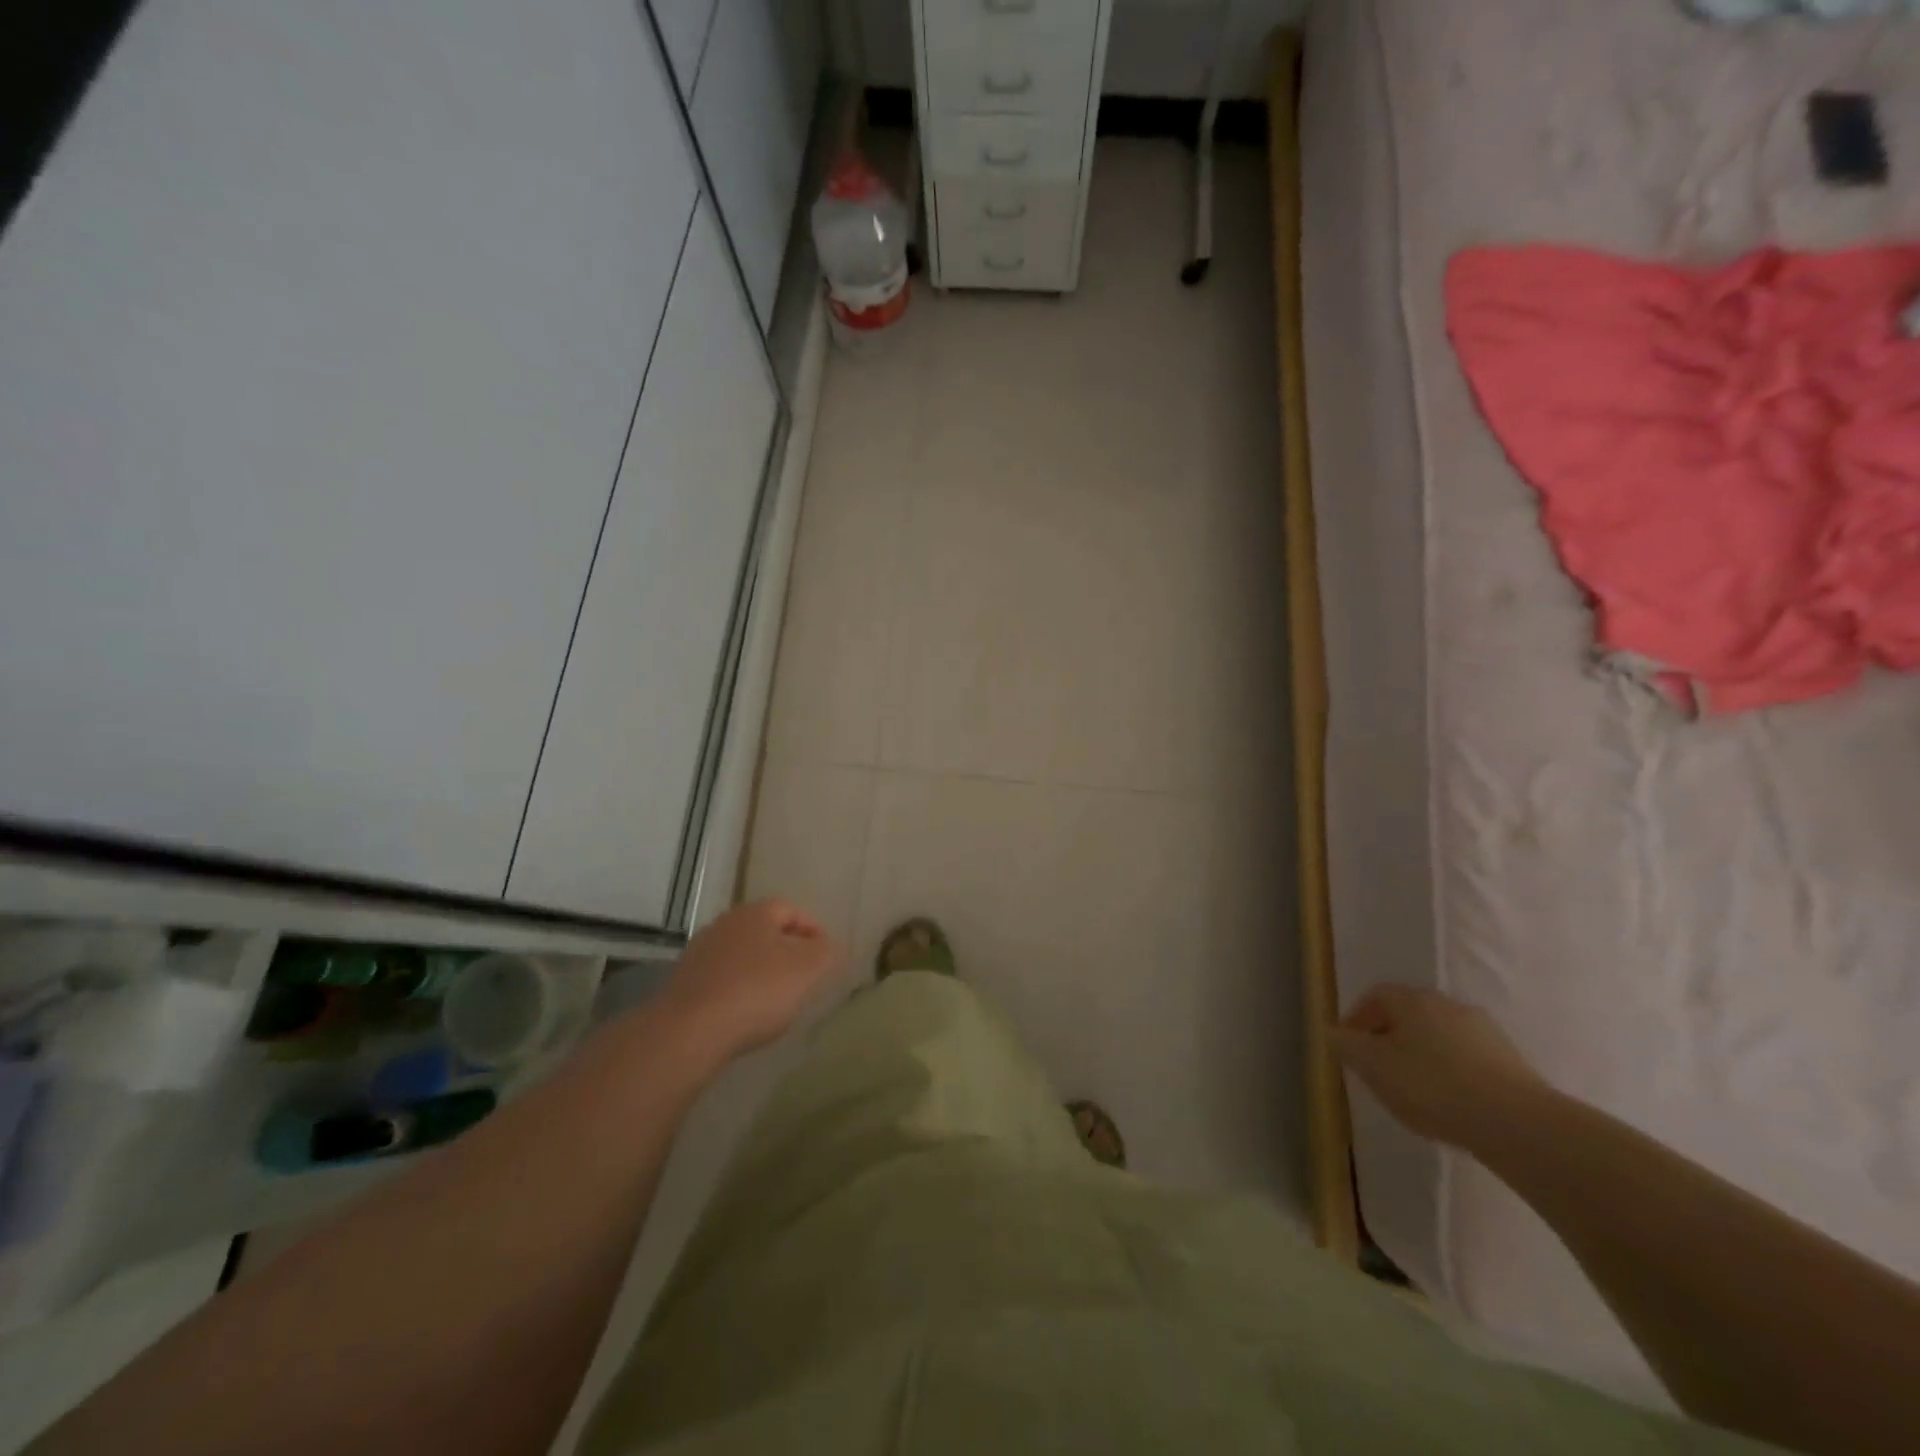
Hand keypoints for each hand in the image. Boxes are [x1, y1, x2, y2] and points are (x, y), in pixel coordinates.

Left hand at [660, 900, 844, 1061]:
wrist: (688, 1032)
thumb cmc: (756, 991)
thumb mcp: (807, 969)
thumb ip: (826, 952)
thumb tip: (827, 946)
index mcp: (755, 913)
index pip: (791, 909)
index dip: (812, 930)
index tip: (825, 956)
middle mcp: (724, 924)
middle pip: (764, 931)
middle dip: (786, 950)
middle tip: (804, 976)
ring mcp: (700, 954)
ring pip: (741, 956)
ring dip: (760, 971)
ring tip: (776, 1000)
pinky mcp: (684, 984)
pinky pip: (722, 980)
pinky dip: (738, 991)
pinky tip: (745, 1014)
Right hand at [1331, 986, 1546, 1150]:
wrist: (1517, 1123)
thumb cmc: (1431, 1086)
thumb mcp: (1373, 1067)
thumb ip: (1346, 1046)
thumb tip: (1332, 1032)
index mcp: (1411, 999)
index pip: (1375, 996)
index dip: (1357, 1018)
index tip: (1349, 1047)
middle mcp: (1447, 1004)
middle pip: (1408, 1014)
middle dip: (1389, 1038)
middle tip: (1378, 1069)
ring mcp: (1484, 1031)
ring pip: (1438, 1036)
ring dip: (1422, 1056)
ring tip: (1414, 1091)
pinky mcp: (1511, 1061)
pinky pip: (1466, 1059)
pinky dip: (1451, 1073)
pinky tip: (1450, 1102)